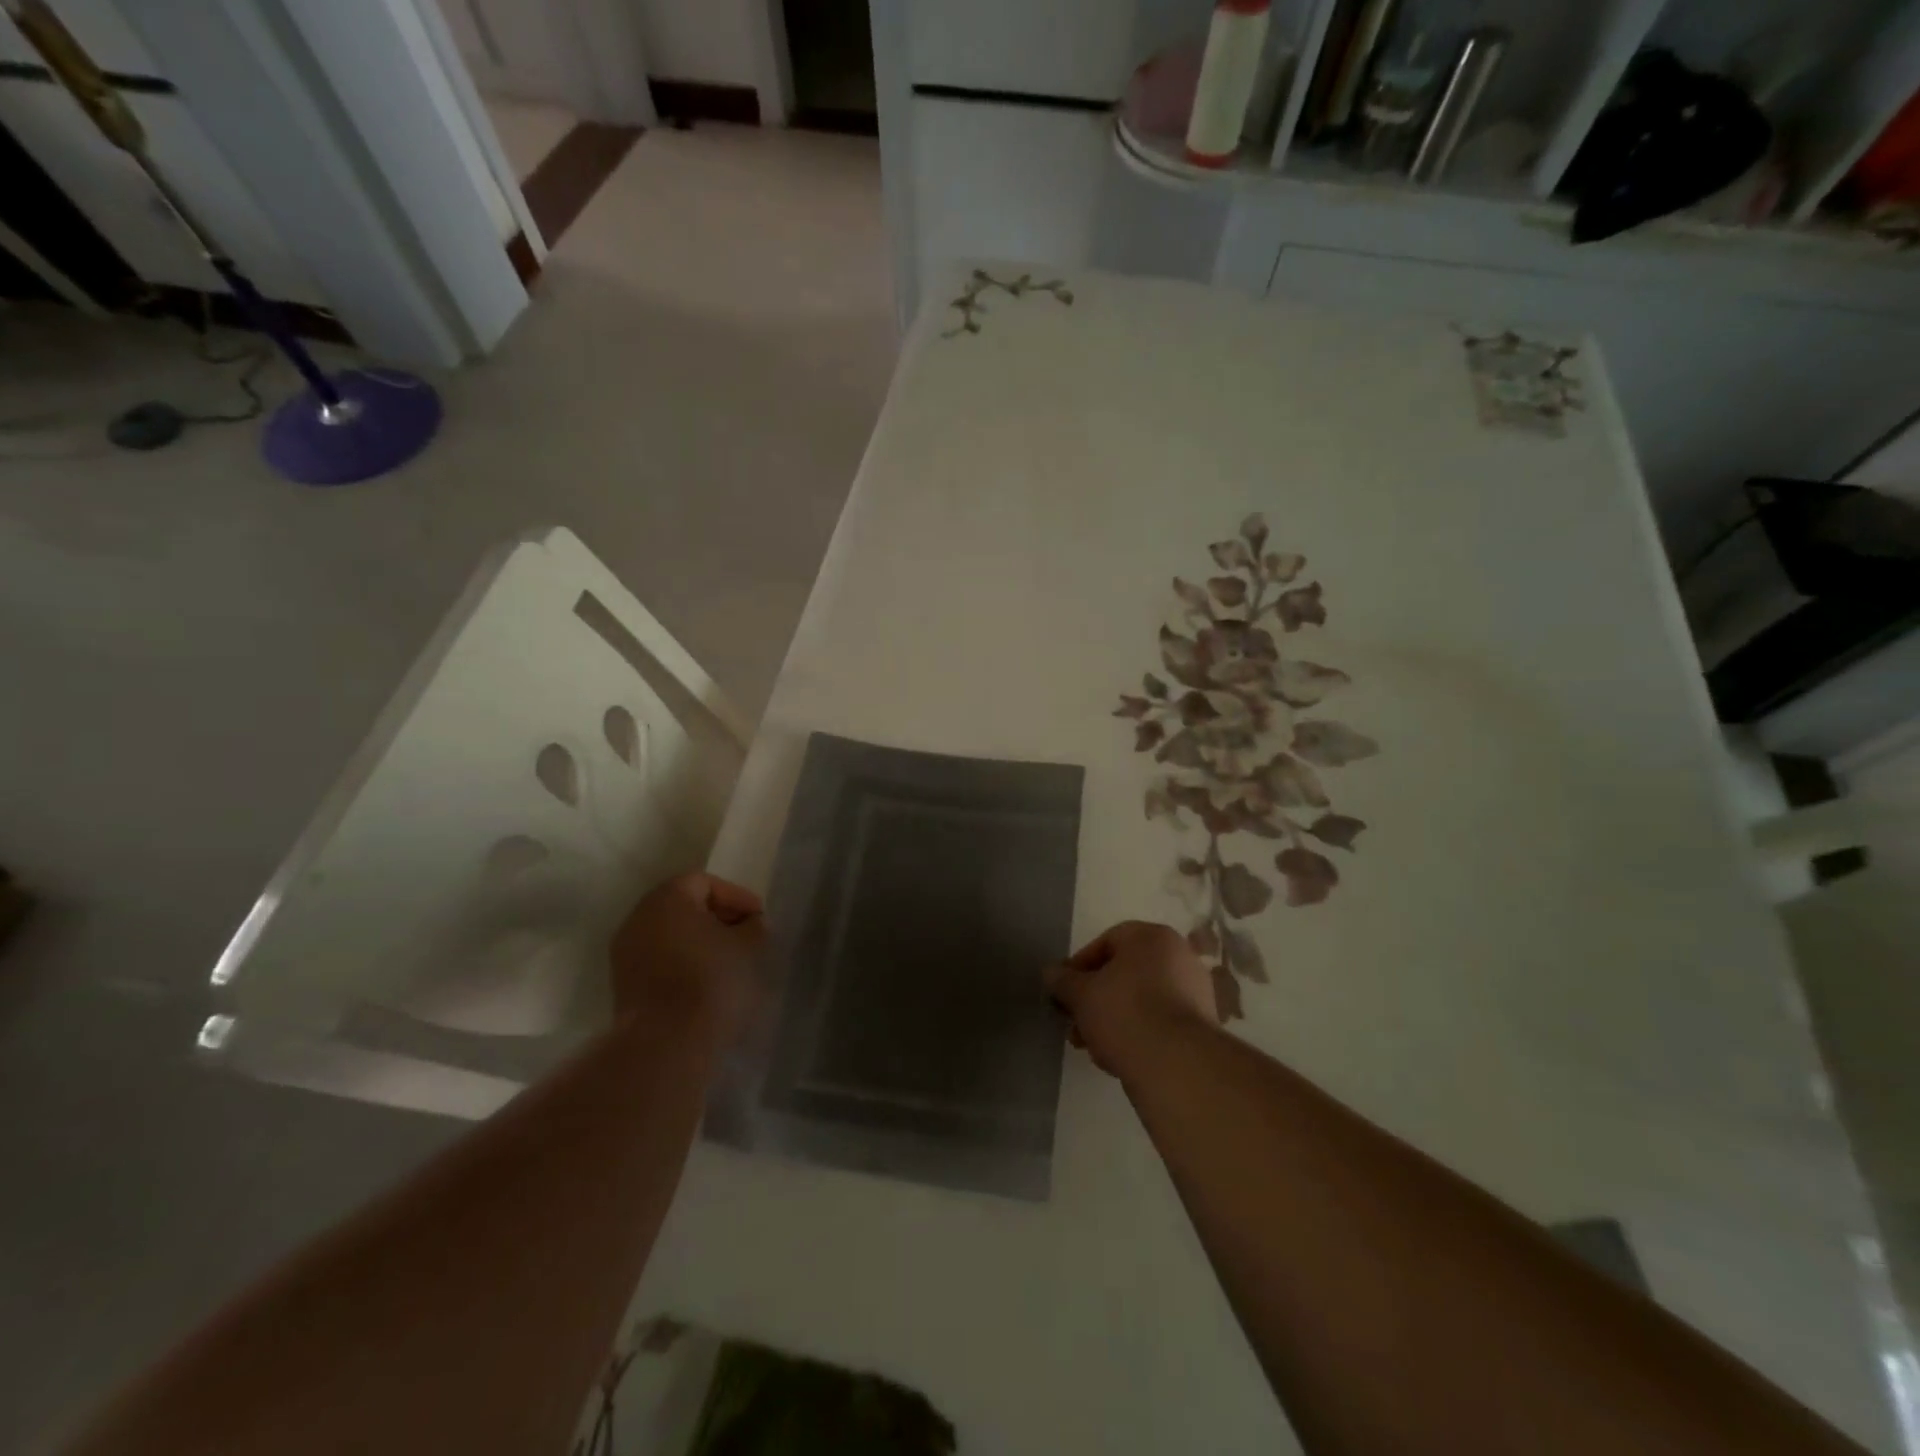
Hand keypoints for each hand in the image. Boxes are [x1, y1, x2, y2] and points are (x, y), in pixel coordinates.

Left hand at [609, 872, 765, 1041]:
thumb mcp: (748, 947)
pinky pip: (659, 959)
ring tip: (728, 961)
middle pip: (684, 906)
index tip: (758, 919)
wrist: (665, 1045)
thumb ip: (754, 926)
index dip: (736, 897)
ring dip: (699, 942)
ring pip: (670, 934)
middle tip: (745, 937)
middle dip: (717, 918)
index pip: (705, 882)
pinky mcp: (623, 984)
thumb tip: (752, 924)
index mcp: (667, 899)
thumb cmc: (711, 982)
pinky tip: (706, 982)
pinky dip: (683, 962)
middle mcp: (639, 918)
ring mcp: (626, 952)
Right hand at [1044, 920, 1217, 1077]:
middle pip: (1124, 974)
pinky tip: (1118, 1059)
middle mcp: (1179, 956)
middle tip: (1074, 1024)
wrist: (1178, 1066)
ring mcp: (1195, 992)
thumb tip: (1050, 973)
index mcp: (1152, 937)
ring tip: (1091, 1048)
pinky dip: (1137, 1034)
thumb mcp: (1081, 995)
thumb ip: (1063, 981)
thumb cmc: (1125, 1014)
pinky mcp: (1201, 1026)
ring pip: (1141, 1000)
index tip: (1064, 992)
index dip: (1079, 967)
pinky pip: (1159, 1022)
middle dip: (1094, 1000)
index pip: (1106, 942)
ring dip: (1112, 1020)